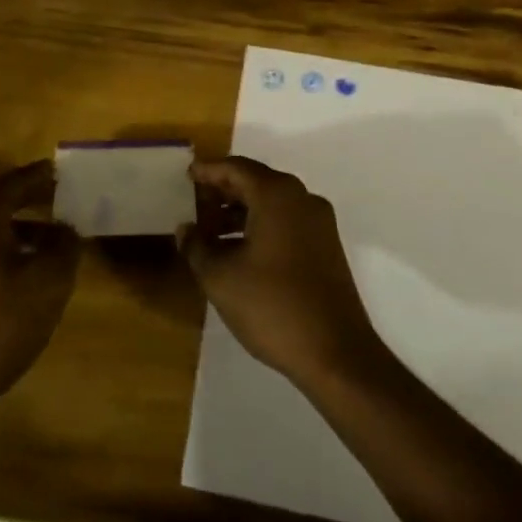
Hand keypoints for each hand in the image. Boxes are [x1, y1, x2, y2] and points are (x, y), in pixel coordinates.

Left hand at [0, 161, 79, 412]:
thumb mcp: (49, 280)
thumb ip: (65, 244)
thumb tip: (67, 228)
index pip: (20, 178)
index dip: (49, 175)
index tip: (74, 173)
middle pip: (3, 198)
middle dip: (37, 199)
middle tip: (71, 202)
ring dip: (25, 226)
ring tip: (59, 239)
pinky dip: (8, 248)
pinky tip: (31, 271)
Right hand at [179, 156, 385, 388]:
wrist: (336, 353)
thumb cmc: (272, 306)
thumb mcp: (220, 277)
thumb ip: (197, 247)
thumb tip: (185, 229)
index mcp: (277, 196)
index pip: (237, 168)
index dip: (209, 170)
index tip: (188, 175)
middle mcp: (302, 199)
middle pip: (257, 182)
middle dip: (224, 191)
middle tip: (195, 202)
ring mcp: (319, 224)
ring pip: (272, 204)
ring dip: (241, 211)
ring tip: (210, 232)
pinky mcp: (327, 248)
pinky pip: (287, 222)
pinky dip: (261, 226)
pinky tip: (239, 251)